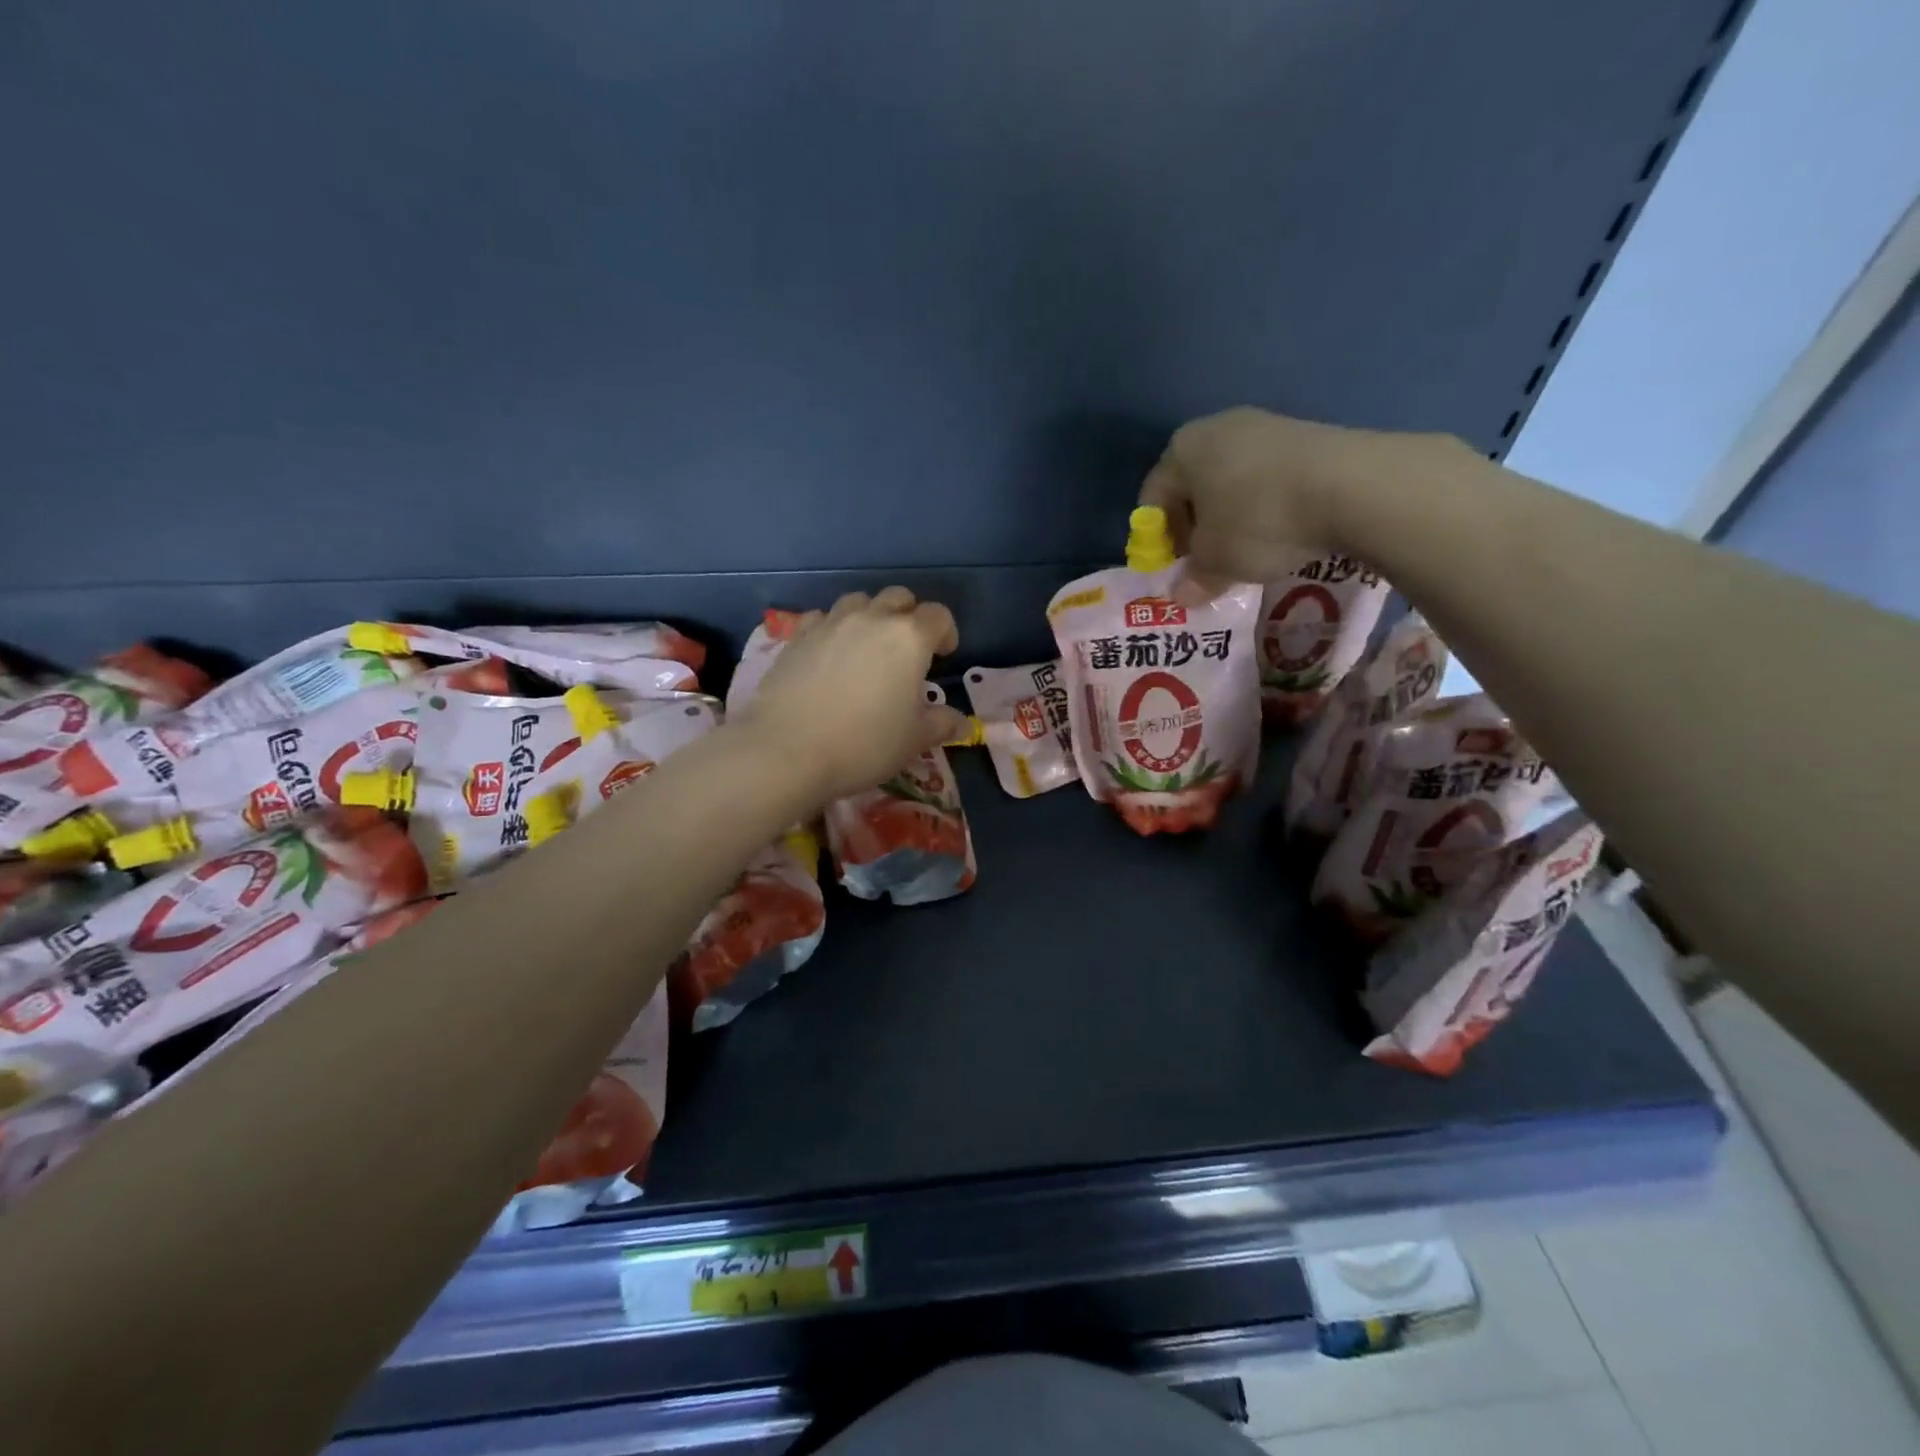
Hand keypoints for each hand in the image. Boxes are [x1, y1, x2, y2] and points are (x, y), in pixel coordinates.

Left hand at [732, 588, 966, 805]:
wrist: (787, 750)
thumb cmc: (865, 743)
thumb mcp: (915, 740)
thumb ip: (942, 724)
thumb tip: (960, 723)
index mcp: (908, 638)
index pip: (938, 615)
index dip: (946, 632)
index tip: (943, 656)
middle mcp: (870, 619)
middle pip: (898, 597)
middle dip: (909, 616)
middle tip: (907, 650)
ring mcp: (829, 624)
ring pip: (857, 601)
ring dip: (869, 617)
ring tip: (867, 649)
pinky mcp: (796, 637)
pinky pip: (821, 618)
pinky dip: (832, 629)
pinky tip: (828, 656)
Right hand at [1141, 407, 1445, 582]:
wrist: (1354, 485)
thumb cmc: (1258, 520)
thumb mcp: (1217, 561)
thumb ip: (1194, 578)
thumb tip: (1182, 595)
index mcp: (1182, 449)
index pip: (1153, 499)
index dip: (1158, 540)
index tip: (1176, 570)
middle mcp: (1218, 428)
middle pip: (1192, 488)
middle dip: (1195, 529)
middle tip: (1208, 564)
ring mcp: (1265, 426)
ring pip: (1231, 483)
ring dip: (1231, 519)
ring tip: (1248, 552)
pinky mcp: (1306, 436)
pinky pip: (1268, 478)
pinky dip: (1265, 506)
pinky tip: (1282, 532)